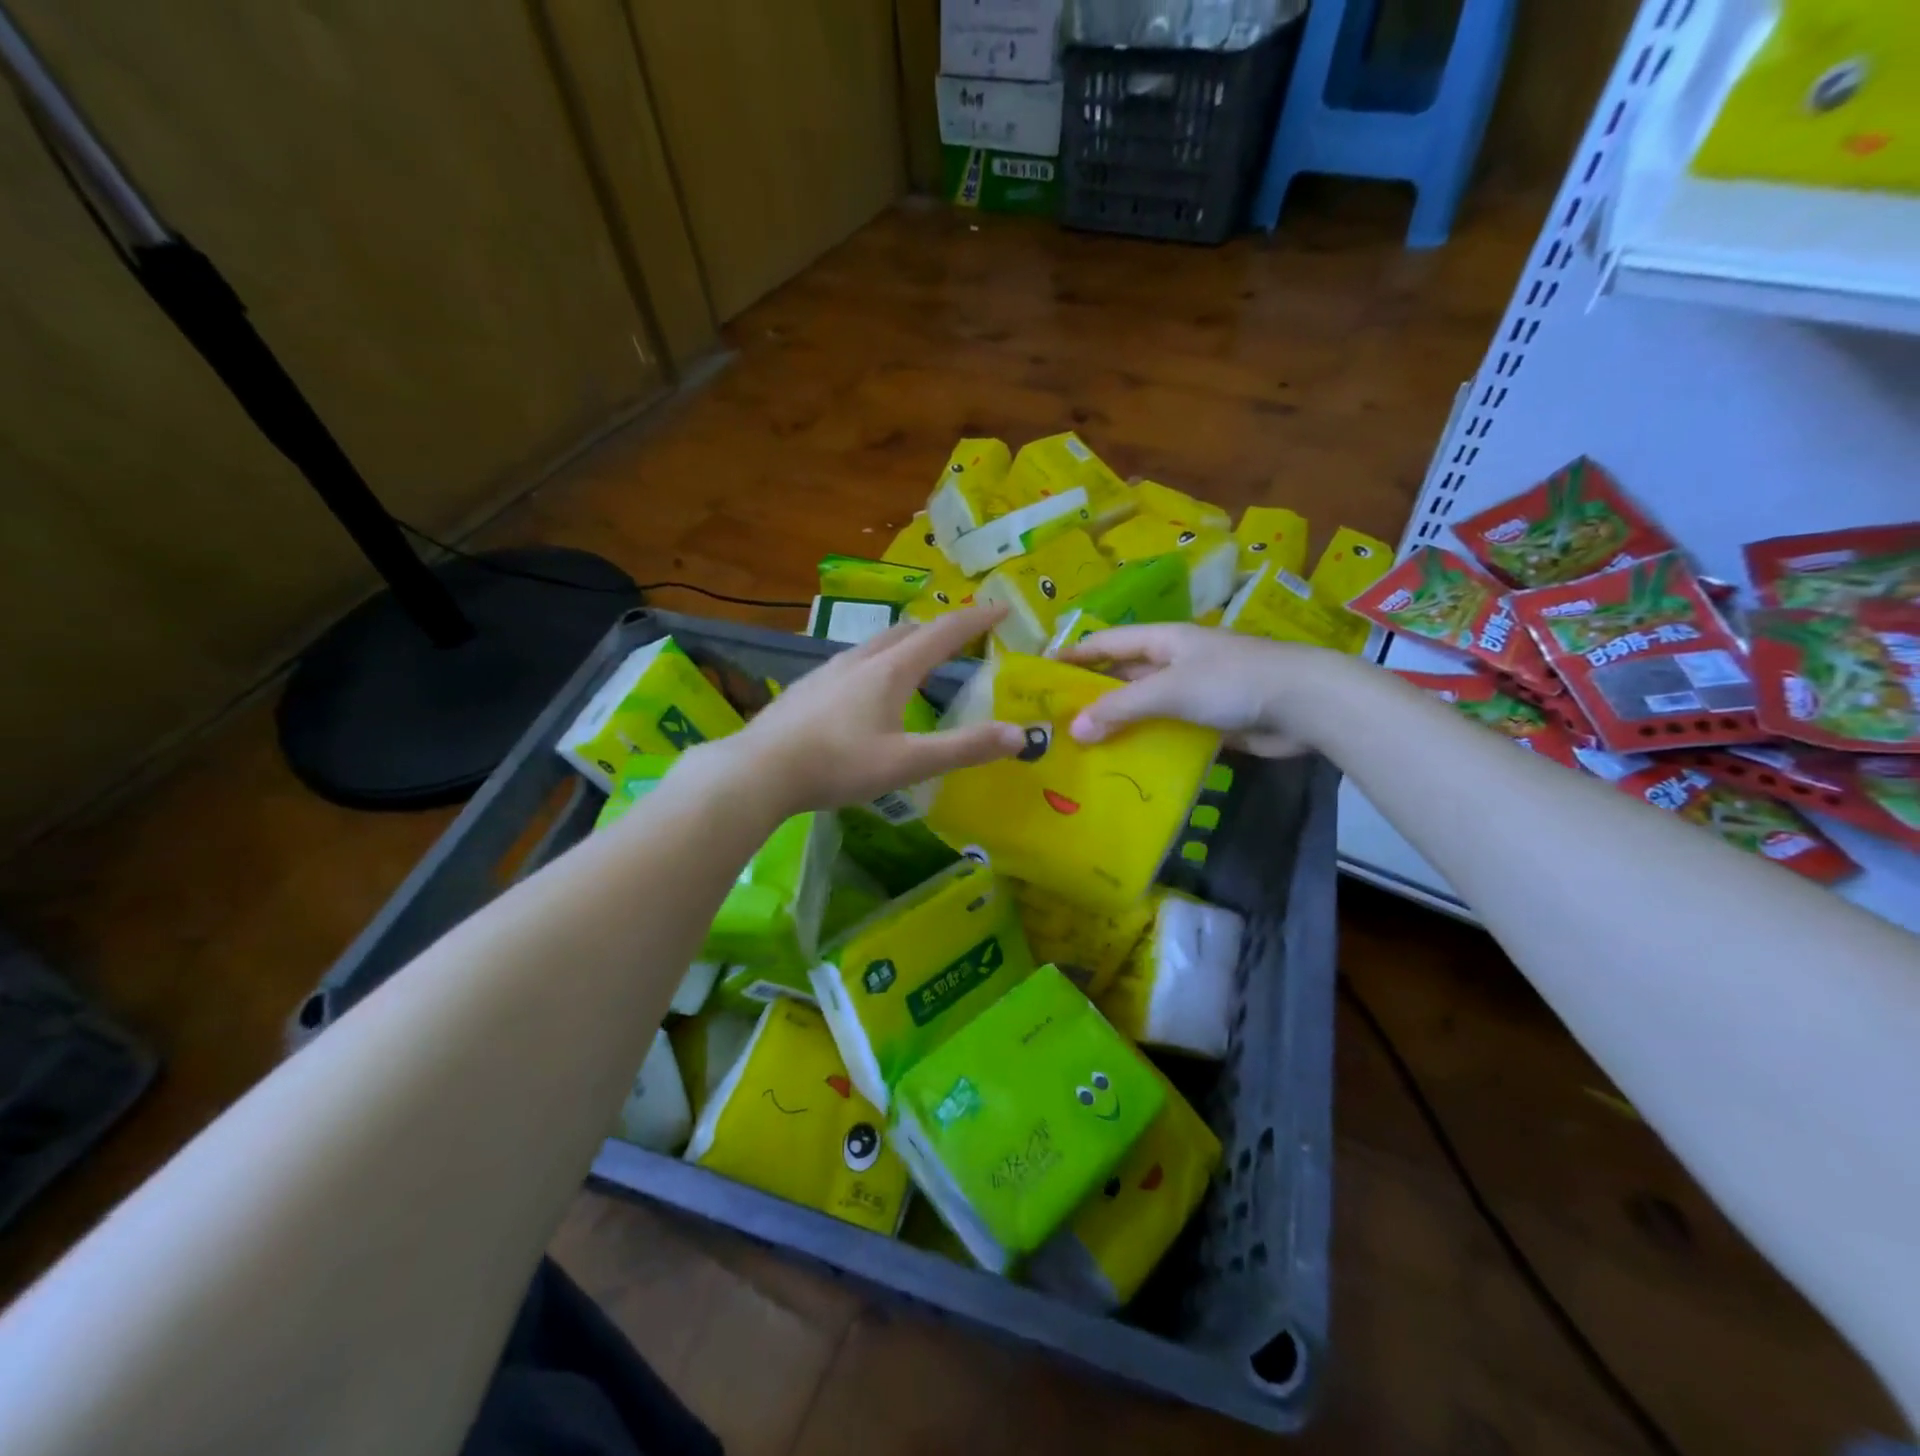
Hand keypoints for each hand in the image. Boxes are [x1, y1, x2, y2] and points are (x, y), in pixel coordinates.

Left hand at [720, 603, 1025, 813]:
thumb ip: (963, 748)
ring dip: (904, 645)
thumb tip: (1020, 735)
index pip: (943, 633)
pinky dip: (875, 664)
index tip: (1001, 609)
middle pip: (907, 632)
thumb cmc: (837, 765)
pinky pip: (851, 663)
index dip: (975, 620)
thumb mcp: (907, 763)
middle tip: (961, 641)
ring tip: (916, 663)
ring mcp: (827, 670)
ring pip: (875, 645)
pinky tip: (864, 692)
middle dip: (939, 630)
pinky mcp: (806, 687)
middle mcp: (860, 660)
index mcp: (890, 670)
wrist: (758, 771)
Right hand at [1060, 624, 1327, 756]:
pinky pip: (1166, 730)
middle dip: (1091, 695)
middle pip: (1123, 675)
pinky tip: (1122, 763)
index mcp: (1163, 640)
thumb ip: (1120, 708)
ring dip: (1117, 723)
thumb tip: (1074, 731)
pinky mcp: (1208, 720)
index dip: (1073, 655)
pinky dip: (1145, 742)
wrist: (1304, 705)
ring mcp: (1192, 692)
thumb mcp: (1169, 689)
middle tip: (1054, 721)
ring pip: (1143, 706)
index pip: (1106, 642)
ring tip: (1079, 748)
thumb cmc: (1232, 682)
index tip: (1040, 673)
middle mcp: (1173, 662)